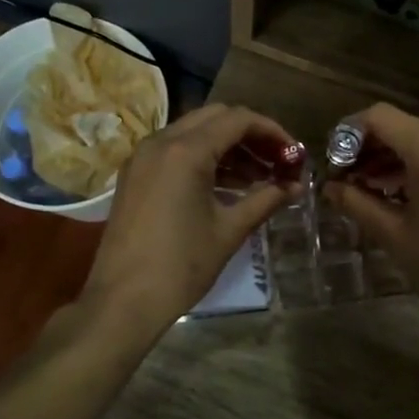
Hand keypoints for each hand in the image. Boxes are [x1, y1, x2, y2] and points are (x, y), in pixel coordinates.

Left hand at [80, 105, 300, 338]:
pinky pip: (175, 151)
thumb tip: (295, 186)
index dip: (271, 131)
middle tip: (277, 161)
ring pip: (194, 133)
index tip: (294, 153)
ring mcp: (142, 157)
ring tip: (258, 177)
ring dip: (228, 147)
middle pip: (215, 118)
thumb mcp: (230, 230)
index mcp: (186, 151)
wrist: (123, 301)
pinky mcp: (135, 175)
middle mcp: (160, 142)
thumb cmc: (182, 265)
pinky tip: (227, 186)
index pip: (238, 120)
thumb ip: (265, 200)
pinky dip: (203, 159)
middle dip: (250, 135)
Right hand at [323, 103, 418, 351]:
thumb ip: (356, 202)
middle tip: (348, 177)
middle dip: (372, 146)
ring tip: (371, 187)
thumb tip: (329, 186)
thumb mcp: (392, 233)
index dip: (351, 132)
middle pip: (404, 125)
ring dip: (396, 156)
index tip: (335, 159)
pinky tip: (404, 192)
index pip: (381, 117)